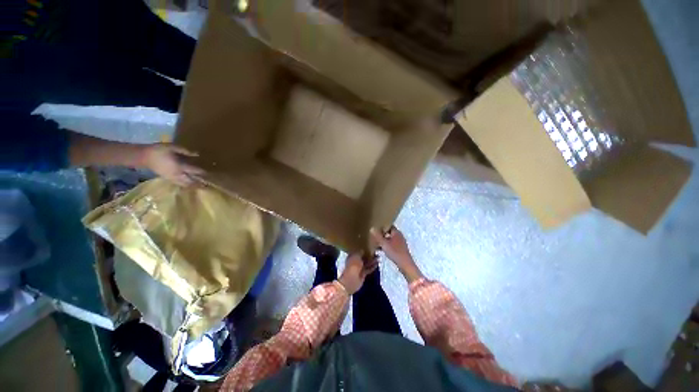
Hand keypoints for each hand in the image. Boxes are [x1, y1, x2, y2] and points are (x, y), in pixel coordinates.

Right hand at [141, 144, 204, 185]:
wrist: (147, 157)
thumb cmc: (160, 150)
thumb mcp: (173, 147)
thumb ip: (185, 151)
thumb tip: (197, 154)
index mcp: (179, 166)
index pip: (193, 171)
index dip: (201, 173)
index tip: (209, 174)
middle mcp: (176, 175)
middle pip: (190, 182)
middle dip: (199, 184)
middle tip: (208, 185)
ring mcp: (172, 179)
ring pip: (185, 185)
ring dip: (193, 186)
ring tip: (201, 187)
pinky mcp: (168, 180)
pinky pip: (180, 185)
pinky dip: (186, 186)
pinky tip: (189, 185)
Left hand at [337, 253, 377, 294]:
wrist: (352, 280)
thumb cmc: (353, 266)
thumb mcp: (356, 257)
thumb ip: (360, 252)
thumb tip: (363, 249)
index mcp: (351, 257)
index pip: (358, 252)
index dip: (363, 249)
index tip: (370, 246)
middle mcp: (355, 262)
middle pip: (363, 257)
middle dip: (369, 255)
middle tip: (377, 251)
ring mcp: (359, 269)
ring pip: (367, 263)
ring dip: (372, 261)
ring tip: (379, 257)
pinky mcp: (363, 274)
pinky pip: (369, 269)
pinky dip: (373, 266)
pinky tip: (378, 263)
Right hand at [370, 226, 422, 282]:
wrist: (404, 263)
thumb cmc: (395, 252)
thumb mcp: (384, 244)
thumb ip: (378, 236)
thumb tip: (372, 228)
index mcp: (397, 233)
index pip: (389, 225)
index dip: (382, 226)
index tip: (375, 227)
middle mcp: (399, 236)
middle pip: (389, 232)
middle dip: (381, 234)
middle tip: (373, 235)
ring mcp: (400, 243)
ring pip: (390, 239)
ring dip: (383, 241)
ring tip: (375, 243)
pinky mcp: (400, 249)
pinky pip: (391, 245)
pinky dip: (386, 246)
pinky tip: (380, 250)